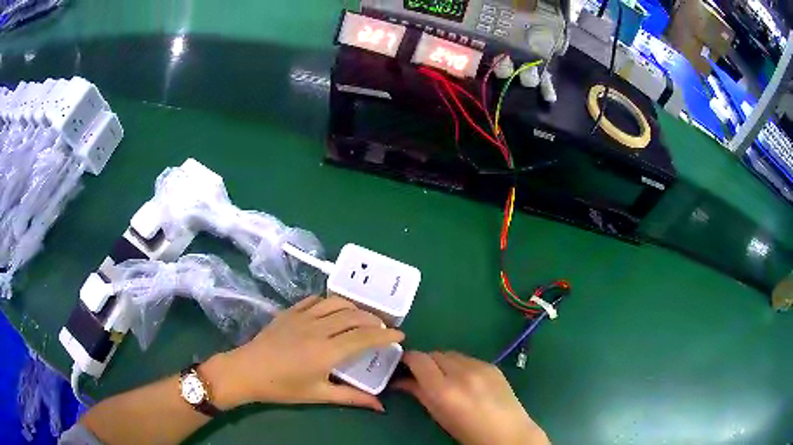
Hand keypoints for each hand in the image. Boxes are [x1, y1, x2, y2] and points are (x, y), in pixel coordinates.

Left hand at [204, 296, 403, 411]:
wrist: (247, 371)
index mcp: (327, 352)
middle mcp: (318, 329)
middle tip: (384, 327)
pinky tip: (335, 309)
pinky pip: (315, 300)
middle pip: (354, 316)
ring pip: (337, 303)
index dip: (385, 335)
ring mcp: (302, 317)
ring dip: (355, 307)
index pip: (364, 337)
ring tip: (364, 317)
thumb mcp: (319, 395)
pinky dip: (331, 302)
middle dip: (375, 319)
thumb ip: (352, 397)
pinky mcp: (290, 311)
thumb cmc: (283, 387)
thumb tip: (380, 406)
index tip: (400, 336)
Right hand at [394, 351, 548, 444]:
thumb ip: (420, 394)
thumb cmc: (469, 432)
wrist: (509, 432)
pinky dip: (460, 365)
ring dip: (443, 362)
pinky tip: (465, 380)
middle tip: (422, 376)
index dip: (407, 360)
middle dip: (425, 362)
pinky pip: (468, 359)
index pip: (419, 360)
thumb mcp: (439, 416)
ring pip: (451, 354)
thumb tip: (403, 381)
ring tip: (445, 378)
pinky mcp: (492, 365)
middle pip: (434, 354)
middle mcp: (461, 373)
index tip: (403, 366)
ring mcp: (480, 366)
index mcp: (444, 390)